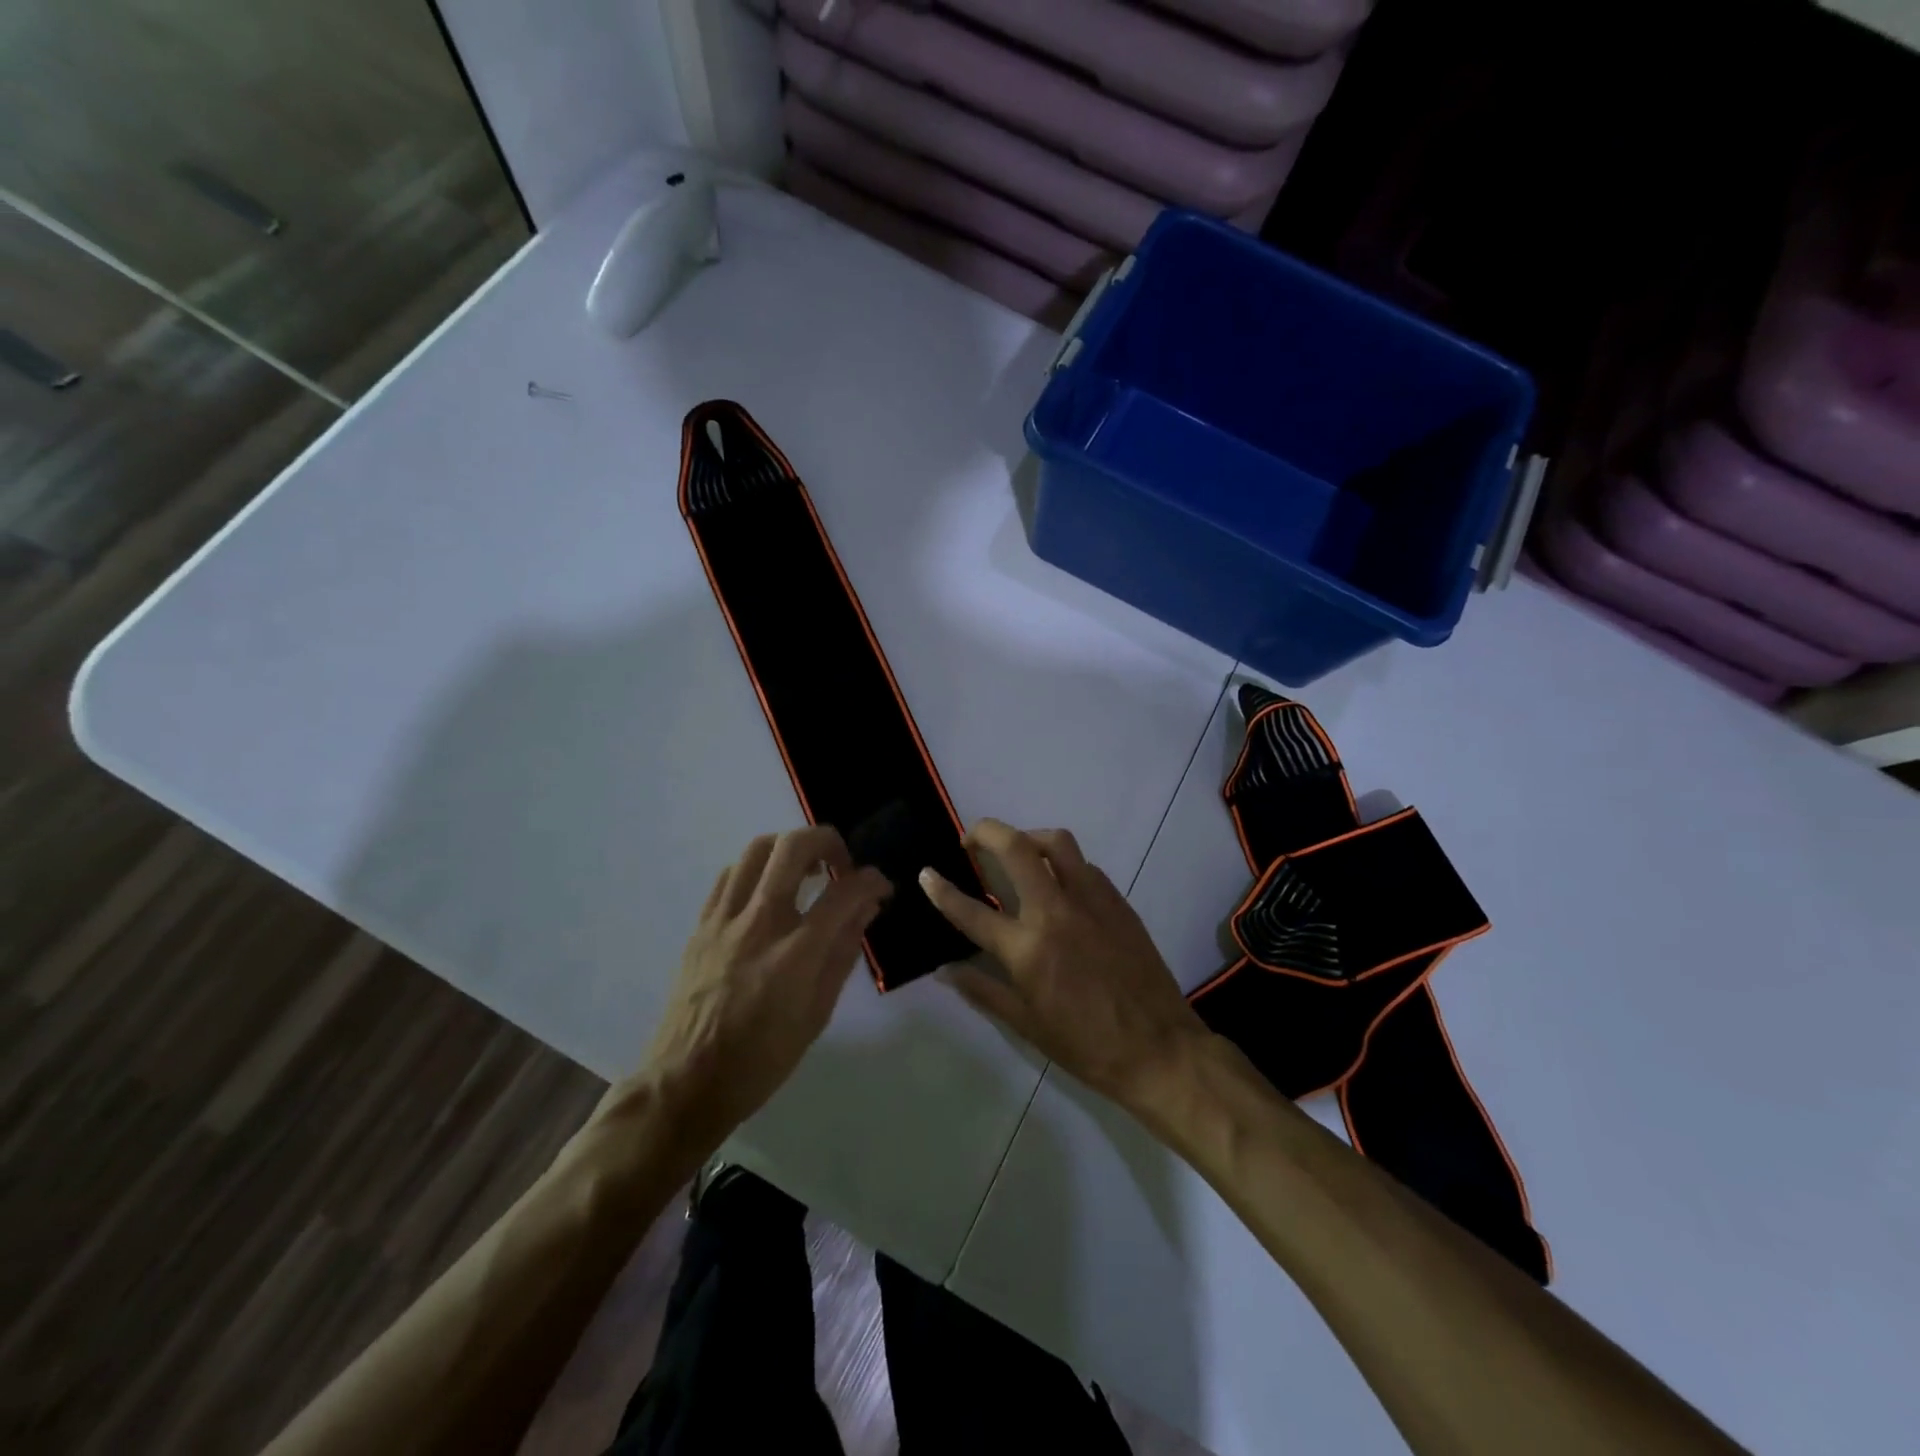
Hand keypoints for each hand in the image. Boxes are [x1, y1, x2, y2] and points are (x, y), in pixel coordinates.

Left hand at [638, 826, 891, 1153]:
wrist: (686, 1083)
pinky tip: (768, 890)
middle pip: (794, 847)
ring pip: (758, 849)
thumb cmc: (761, 1060)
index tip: (881, 886)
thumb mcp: (817, 1015)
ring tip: (806, 871)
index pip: (844, 892)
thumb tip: (866, 909)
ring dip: (790, 848)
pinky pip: (730, 873)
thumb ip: (843, 954)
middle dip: (828, 841)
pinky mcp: (702, 924)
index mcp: (795, 953)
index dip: (872, 880)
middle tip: (841, 864)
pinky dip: (758, 868)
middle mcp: (759, 923)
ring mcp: (725, 919)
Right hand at [920, 819, 1209, 1110]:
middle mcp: (1055, 912)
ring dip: (1029, 837)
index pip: (972, 911)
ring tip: (1017, 851)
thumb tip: (945, 970)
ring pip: (1056, 843)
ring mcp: (1091, 901)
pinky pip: (1085, 866)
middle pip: (1015, 848)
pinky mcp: (1117, 901)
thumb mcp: (1027, 1025)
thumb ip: (983, 990)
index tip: (926, 873)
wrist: (1159, 1049)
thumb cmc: (1087, 1045)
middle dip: (985, 831)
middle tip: (971, 840)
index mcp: (1027, 949)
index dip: (942, 890)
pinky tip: (1059, 885)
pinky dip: (1063, 864)